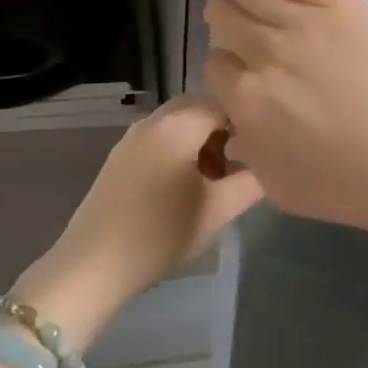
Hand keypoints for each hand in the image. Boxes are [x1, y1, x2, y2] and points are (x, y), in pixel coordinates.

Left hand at [14, 96, 262, 350]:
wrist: (95, 265)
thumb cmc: (162, 234)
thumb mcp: (218, 211)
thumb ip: (252, 181)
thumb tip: (272, 164)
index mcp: (178, 125)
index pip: (224, 102)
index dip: (247, 123)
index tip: (260, 153)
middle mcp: (153, 120)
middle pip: (199, 109)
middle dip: (224, 131)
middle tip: (238, 167)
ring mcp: (132, 136)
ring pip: (179, 123)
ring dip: (202, 142)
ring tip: (214, 182)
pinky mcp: (120, 156)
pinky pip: (160, 138)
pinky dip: (179, 150)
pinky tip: (184, 188)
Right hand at [202, 0, 367, 248]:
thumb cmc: (348, 184)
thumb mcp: (277, 186)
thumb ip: (246, 149)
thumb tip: (233, 121)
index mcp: (246, 99)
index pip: (213, 64)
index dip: (225, 69)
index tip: (242, 75)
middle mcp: (265, 53)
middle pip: (221, 16)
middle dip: (224, 24)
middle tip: (244, 33)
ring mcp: (301, 21)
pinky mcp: (335, 0)